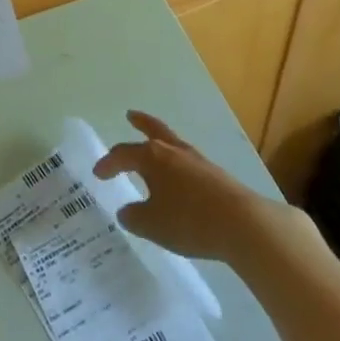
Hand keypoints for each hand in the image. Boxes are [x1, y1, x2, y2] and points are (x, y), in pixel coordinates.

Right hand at [94, 112, 282, 263]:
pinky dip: (176, 163)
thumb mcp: (153, 225)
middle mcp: (172, 151)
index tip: (98, 173)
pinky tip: (178, 176)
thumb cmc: (189, 220)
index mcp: (152, 157)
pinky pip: (187, 161)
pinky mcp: (214, 174)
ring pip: (172, 143)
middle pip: (153, 130)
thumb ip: (134, 217)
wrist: (241, 223)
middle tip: (130, 116)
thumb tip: (126, 210)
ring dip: (160, 142)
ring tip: (154, 145)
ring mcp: (196, 160)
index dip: (108, 163)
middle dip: (140, 123)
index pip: (123, 154)